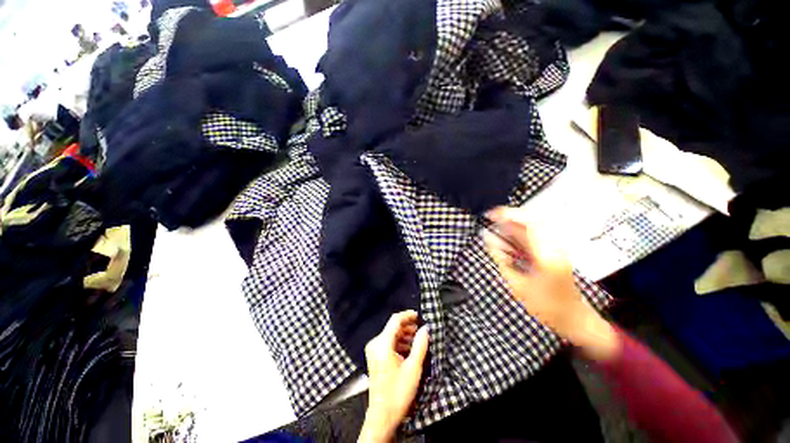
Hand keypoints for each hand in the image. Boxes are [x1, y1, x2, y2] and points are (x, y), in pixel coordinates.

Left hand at [359, 311, 428, 442]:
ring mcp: (374, 350)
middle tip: (421, 330)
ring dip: (405, 335)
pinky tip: (409, 349)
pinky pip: (388, 343)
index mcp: (382, 343)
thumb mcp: (413, 368)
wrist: (382, 416)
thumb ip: (420, 345)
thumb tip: (425, 329)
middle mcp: (375, 343)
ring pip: (391, 335)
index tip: (419, 316)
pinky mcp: (375, 357)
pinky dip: (399, 343)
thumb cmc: (398, 392)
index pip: (395, 320)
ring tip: (418, 340)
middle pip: (393, 327)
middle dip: (408, 326)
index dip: (408, 315)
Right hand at [483, 206, 618, 361]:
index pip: (529, 224)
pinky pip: (535, 236)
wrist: (573, 318)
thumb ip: (501, 259)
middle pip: (532, 221)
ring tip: (496, 229)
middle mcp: (554, 247)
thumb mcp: (517, 285)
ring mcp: (556, 248)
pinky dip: (519, 234)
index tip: (491, 214)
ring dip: (513, 225)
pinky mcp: (554, 251)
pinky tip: (508, 238)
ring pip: (533, 227)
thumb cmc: (545, 306)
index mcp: (547, 255)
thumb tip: (488, 239)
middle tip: (491, 219)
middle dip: (509, 217)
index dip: (509, 215)